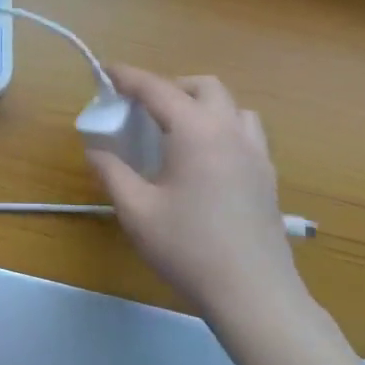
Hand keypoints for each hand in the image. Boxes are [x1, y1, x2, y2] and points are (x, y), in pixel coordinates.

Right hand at [85, 66, 309, 325]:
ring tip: (177, 128)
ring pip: (231, 106)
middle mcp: (230, 131)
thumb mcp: (136, 211)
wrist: (253, 293)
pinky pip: (245, 132)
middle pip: (203, 87)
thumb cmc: (188, 248)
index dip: (128, 77)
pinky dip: (221, 127)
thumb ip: (112, 173)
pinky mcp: (267, 176)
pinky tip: (204, 159)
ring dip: (202, 104)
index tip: (105, 71)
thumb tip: (96, 151)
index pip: (158, 89)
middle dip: (170, 86)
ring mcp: (256, 153)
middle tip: (142, 107)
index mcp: (196, 132)